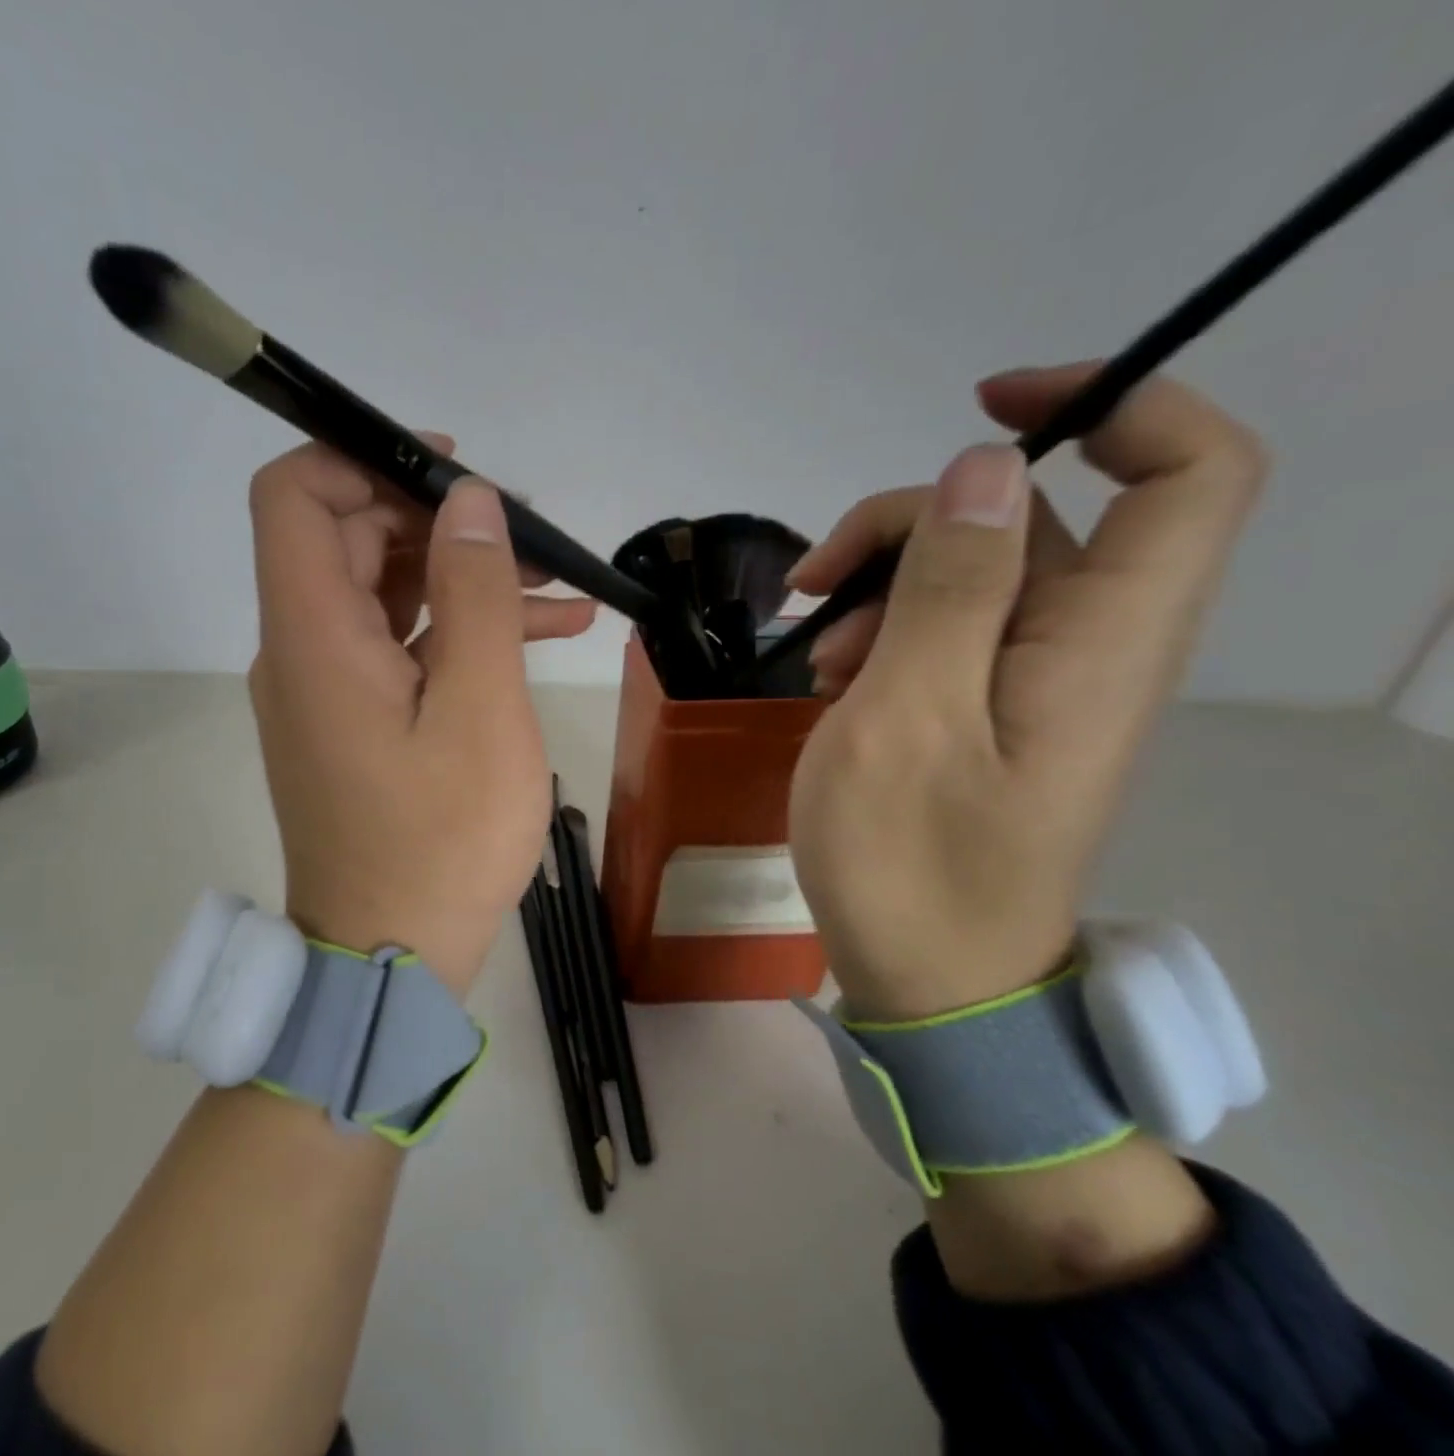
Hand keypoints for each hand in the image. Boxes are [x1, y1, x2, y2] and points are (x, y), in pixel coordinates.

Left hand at [247, 437, 596, 995]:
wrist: (391, 958)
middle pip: (350, 539)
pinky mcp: (355, 722)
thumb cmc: (440, 843)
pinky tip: (544, 635)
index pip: (295, 497)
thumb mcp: (480, 713)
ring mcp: (327, 690)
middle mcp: (303, 651)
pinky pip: (400, 649)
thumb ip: (475, 596)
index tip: (447, 472)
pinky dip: (458, 632)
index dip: (360, 458)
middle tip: (530, 536)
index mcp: (314, 637)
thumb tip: (470, 502)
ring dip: (464, 578)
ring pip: (386, 594)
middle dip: (441, 524)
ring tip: (558, 587)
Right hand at [786, 363, 1267, 1020]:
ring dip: (882, 588)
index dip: (1111, 403)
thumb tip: (985, 469)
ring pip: (973, 575)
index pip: (1185, 472)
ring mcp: (1034, 682)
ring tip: (814, 655)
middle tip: (816, 583)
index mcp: (1100, 641)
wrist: (928, 979)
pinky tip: (831, 680)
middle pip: (1031, 520)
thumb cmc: (910, 859)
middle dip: (912, 525)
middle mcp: (1086, 647)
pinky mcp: (990, 711)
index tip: (984, 409)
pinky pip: (949, 632)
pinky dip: (883, 634)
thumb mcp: (908, 716)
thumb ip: (952, 588)